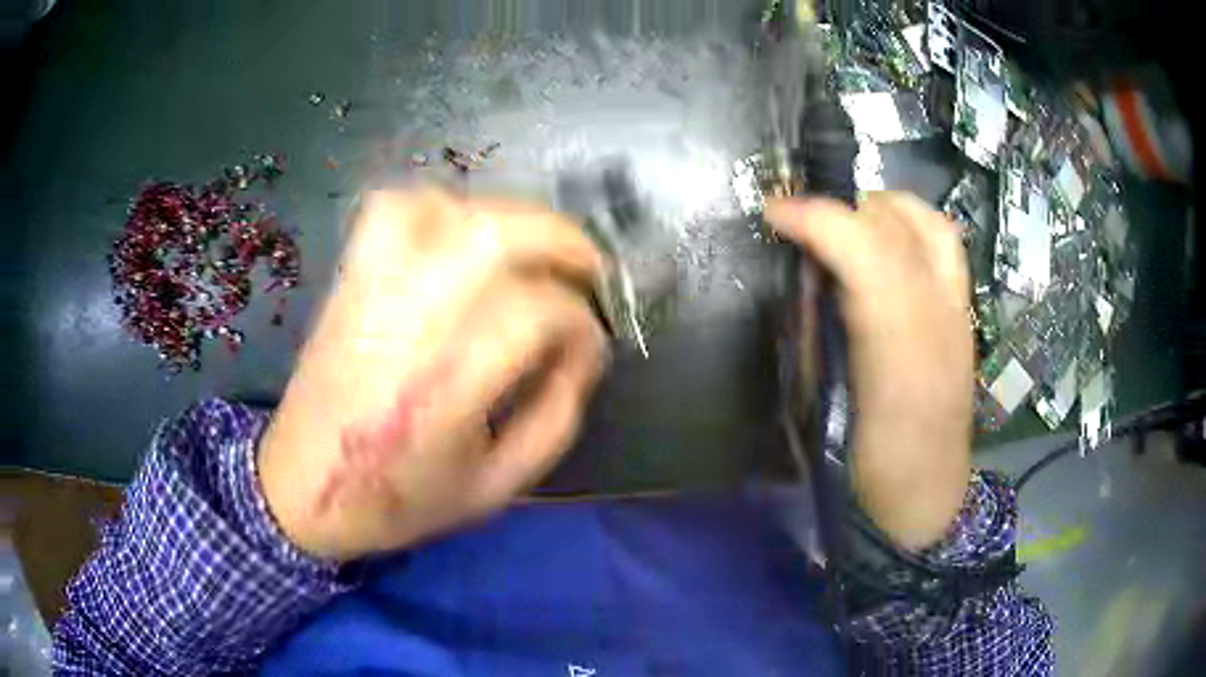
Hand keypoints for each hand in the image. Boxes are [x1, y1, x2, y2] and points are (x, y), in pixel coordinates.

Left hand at [259, 190, 609, 561]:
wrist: (302, 488)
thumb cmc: (397, 500)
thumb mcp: (496, 489)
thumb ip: (555, 422)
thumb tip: (580, 357)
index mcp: (444, 389)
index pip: (534, 313)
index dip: (580, 324)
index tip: (587, 349)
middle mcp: (405, 323)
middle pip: (493, 235)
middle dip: (562, 240)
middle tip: (588, 271)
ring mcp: (370, 291)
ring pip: (445, 208)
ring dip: (506, 217)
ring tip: (531, 251)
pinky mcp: (349, 279)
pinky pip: (392, 209)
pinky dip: (439, 206)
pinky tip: (459, 239)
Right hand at [767, 192, 972, 550]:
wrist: (927, 495)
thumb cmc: (869, 466)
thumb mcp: (825, 410)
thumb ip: (812, 337)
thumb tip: (800, 281)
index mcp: (899, 354)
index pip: (865, 253)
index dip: (816, 218)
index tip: (772, 213)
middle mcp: (938, 320)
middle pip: (897, 228)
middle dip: (840, 209)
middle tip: (802, 223)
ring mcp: (959, 312)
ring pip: (929, 224)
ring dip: (881, 208)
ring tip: (847, 221)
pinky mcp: (965, 315)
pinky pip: (945, 245)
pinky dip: (911, 224)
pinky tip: (887, 242)